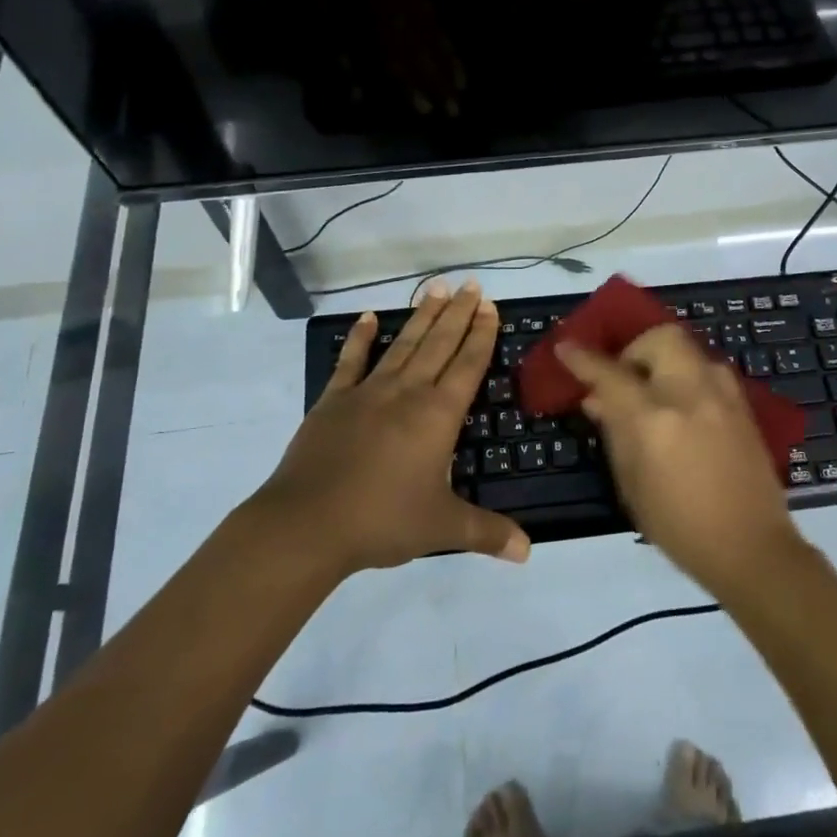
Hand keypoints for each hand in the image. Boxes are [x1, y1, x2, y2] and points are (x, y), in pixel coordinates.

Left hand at [253, 280, 529, 575]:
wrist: (308, 524)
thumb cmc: (382, 521)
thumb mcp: (442, 527)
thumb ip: (487, 533)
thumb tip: (529, 552)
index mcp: (438, 415)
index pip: (468, 364)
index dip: (481, 334)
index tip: (489, 306)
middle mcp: (408, 392)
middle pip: (439, 343)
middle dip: (458, 313)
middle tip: (470, 284)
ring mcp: (368, 392)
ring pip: (404, 345)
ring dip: (422, 316)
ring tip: (436, 288)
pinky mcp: (334, 400)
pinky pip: (351, 361)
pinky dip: (361, 338)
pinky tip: (369, 317)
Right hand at [558, 327, 803, 596]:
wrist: (752, 548)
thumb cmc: (679, 526)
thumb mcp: (631, 485)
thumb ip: (615, 433)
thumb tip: (598, 399)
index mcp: (653, 419)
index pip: (610, 373)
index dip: (583, 358)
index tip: (566, 347)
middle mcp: (689, 394)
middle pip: (659, 339)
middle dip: (635, 348)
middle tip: (625, 377)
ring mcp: (722, 395)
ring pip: (687, 349)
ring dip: (664, 360)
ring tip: (654, 391)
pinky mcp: (743, 404)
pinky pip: (708, 369)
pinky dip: (687, 375)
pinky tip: (682, 405)